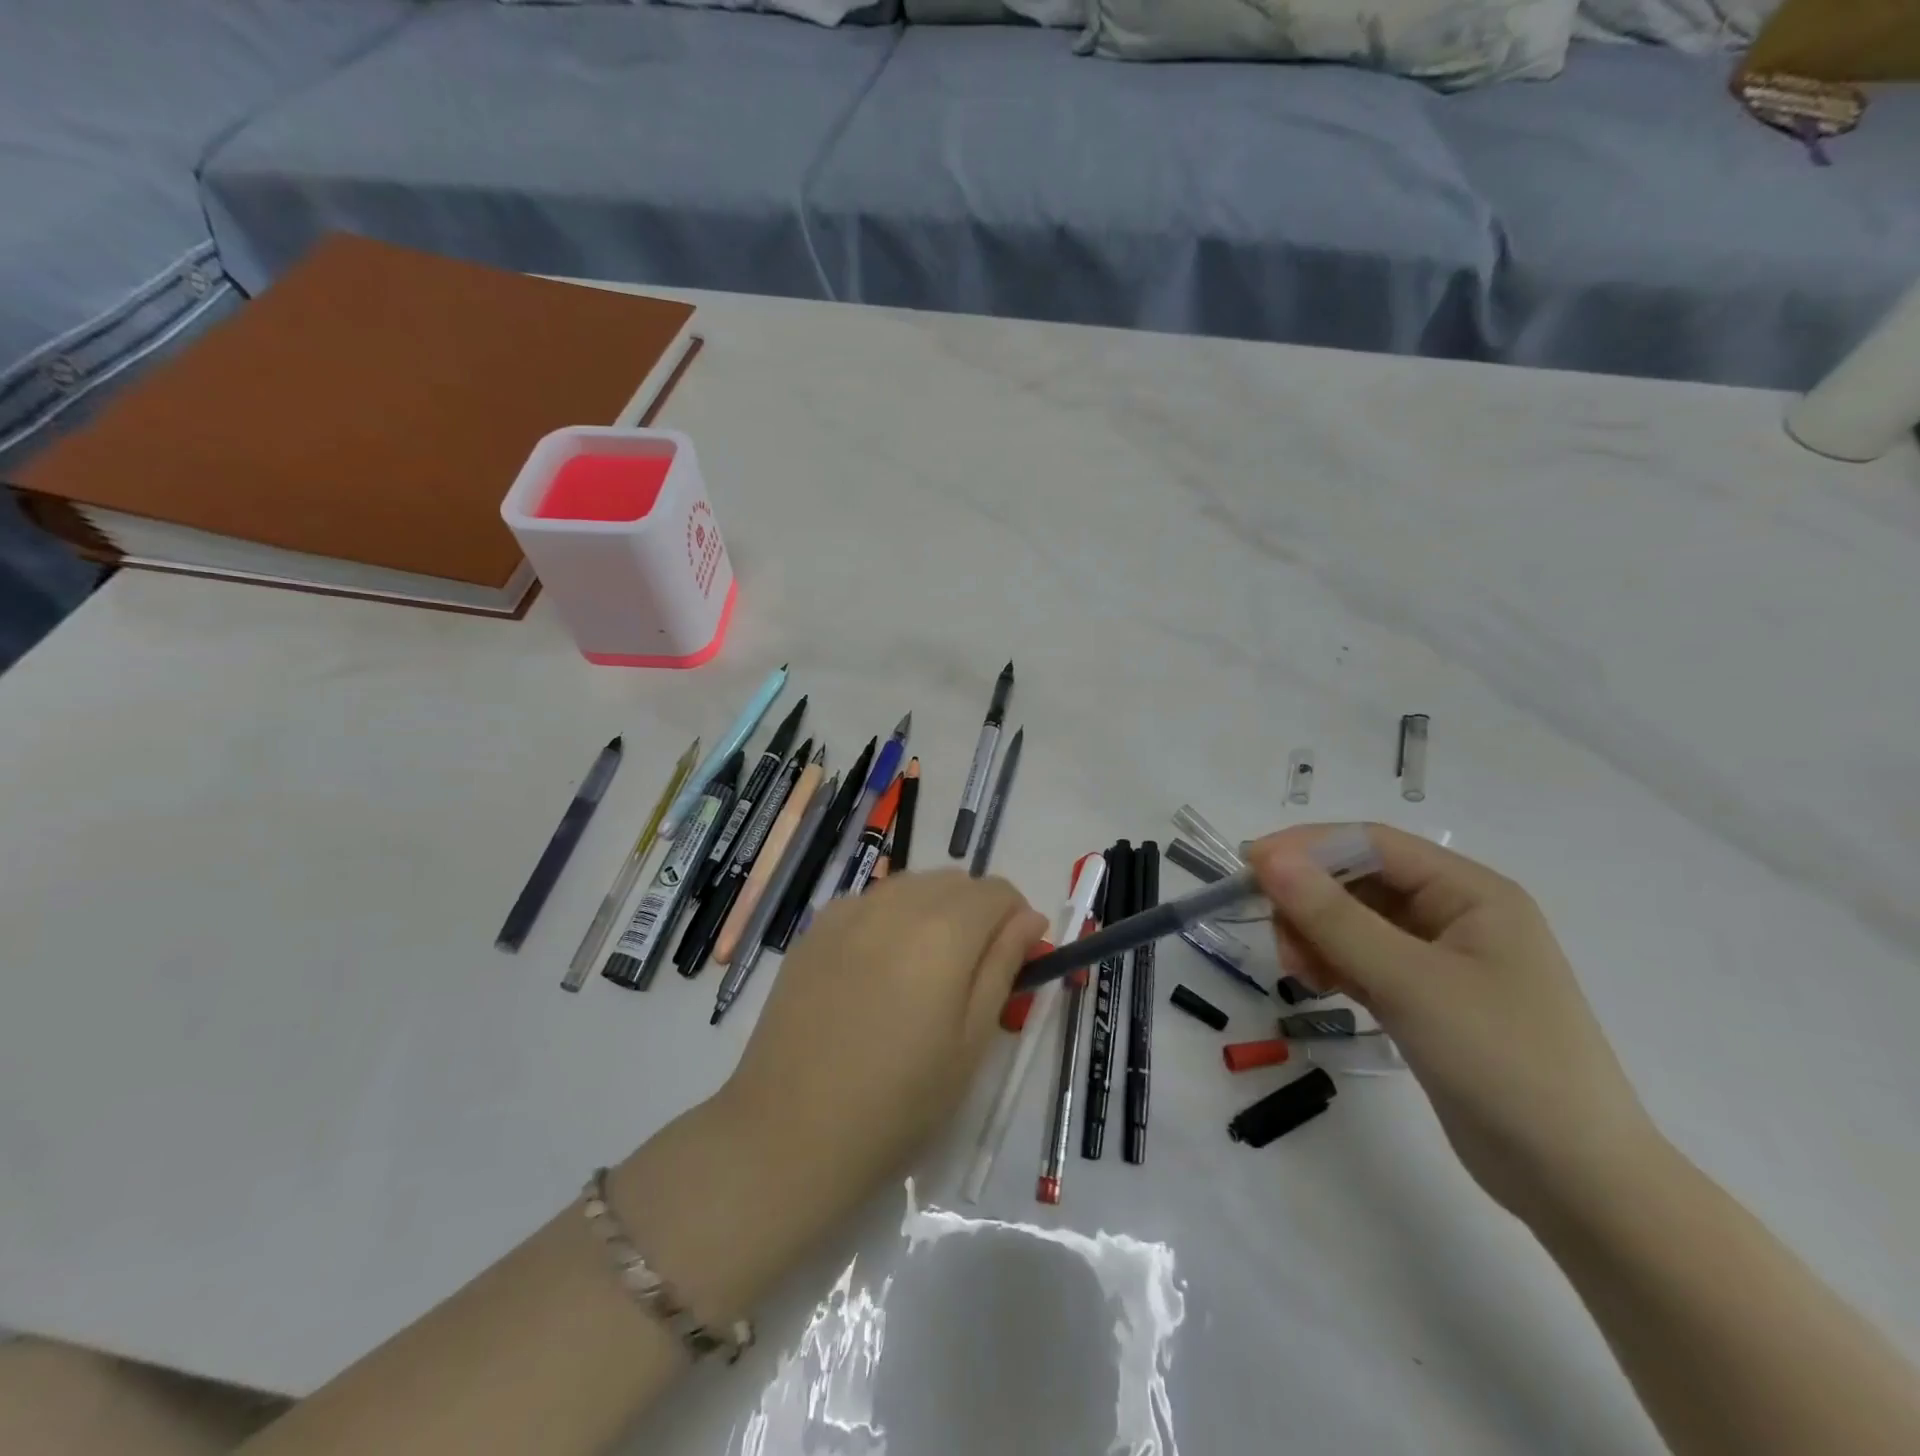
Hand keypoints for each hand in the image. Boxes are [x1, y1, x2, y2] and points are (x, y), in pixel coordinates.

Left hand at [618, 871, 1046, 1315]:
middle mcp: (896, 904)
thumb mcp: (971, 1042)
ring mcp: (848, 911)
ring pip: (912, 885)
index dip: (1015, 921)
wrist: (790, 1132)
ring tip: (922, 972)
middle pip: (955, 881)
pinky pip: (870, 901)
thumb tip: (1028, 918)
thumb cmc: (898, 1102)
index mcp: (943, 931)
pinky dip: (890, 918)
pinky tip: (876, 970)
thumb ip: (1003, 965)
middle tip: (969, 974)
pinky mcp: (815, 929)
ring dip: (934, 910)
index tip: (1013, 962)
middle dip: (976, 913)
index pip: (998, 892)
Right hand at [1249, 824, 1663, 1228]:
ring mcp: (1442, 958)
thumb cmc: (1503, 1062)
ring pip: (1355, 921)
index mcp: (1471, 892)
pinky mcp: (1427, 997)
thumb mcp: (1410, 982)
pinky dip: (1335, 964)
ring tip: (1302, 974)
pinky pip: (1364, 958)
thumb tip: (1268, 858)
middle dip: (1310, 901)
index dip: (1306, 848)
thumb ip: (1333, 917)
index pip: (1371, 843)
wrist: (1576, 1183)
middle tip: (1281, 942)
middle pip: (1359, 880)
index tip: (1249, 867)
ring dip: (1317, 936)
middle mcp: (1457, 913)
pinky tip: (1323, 987)